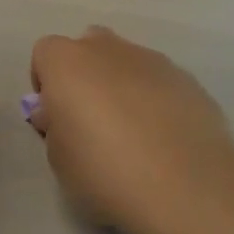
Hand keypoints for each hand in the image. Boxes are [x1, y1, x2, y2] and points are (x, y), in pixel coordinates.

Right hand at [28, 27, 233, 233]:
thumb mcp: (58, 159)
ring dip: (122, 86)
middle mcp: (109, 50)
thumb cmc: (104, 171)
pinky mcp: (189, 80)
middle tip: (90, 119)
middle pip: (89, 46)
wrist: (185, 187)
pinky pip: (160, 82)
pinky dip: (156, 100)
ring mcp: (153, 61)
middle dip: (85, 74)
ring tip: (133, 134)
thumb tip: (60, 115)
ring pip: (128, 62)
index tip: (54, 116)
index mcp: (67, 62)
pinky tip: (163, 139)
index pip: (45, 53)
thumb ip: (55, 127)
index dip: (46, 83)